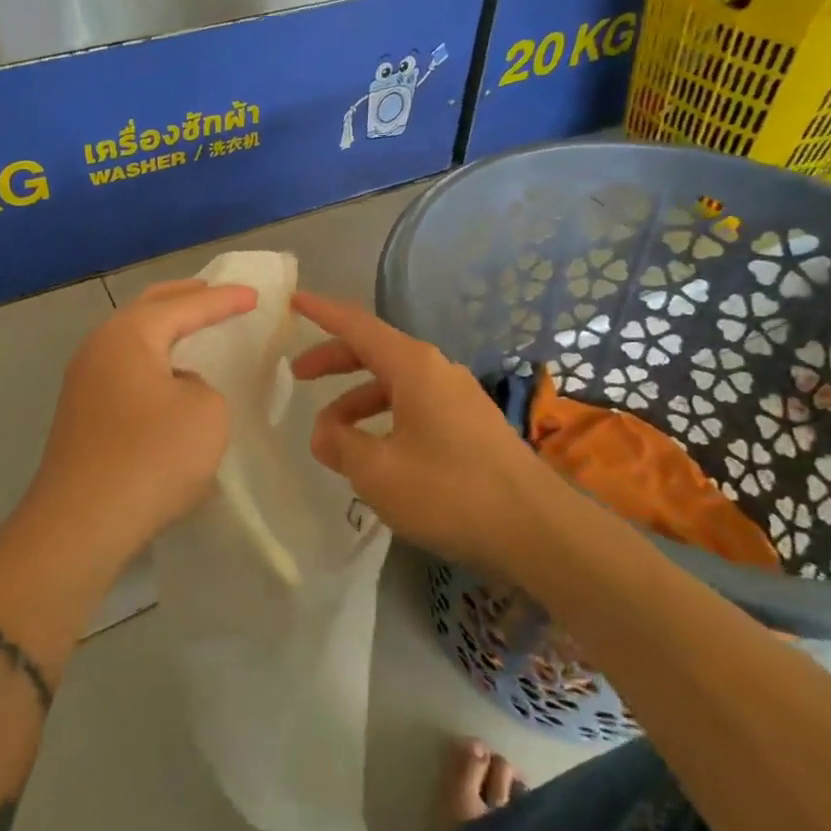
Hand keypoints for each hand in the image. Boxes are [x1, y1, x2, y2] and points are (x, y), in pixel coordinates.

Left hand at [26, 279, 256, 563]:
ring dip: (165, 330)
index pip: (184, 305)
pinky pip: (126, 368)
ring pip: (133, 339)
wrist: (82, 523)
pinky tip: (170, 376)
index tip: (254, 295)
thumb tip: (178, 387)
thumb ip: (202, 384)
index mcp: (128, 335)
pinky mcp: (82, 413)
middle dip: (185, 299)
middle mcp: (99, 347)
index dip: (223, 299)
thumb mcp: (205, 412)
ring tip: (195, 328)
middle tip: (217, 293)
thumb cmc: (151, 457)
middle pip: (148, 309)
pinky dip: (153, 360)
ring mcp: (84, 381)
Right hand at [290, 291, 544, 570]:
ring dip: (358, 400)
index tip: (294, 301)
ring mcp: (458, 396)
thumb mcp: (377, 472)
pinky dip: (385, 417)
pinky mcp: (470, 424)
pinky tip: (375, 452)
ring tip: (332, 435)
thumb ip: (340, 444)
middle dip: (334, 360)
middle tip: (298, 374)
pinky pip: (415, 406)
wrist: (537, 530)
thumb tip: (324, 432)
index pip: (357, 325)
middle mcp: (436, 370)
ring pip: (395, 383)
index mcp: (413, 366)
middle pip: (375, 351)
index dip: (322, 312)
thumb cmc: (449, 491)